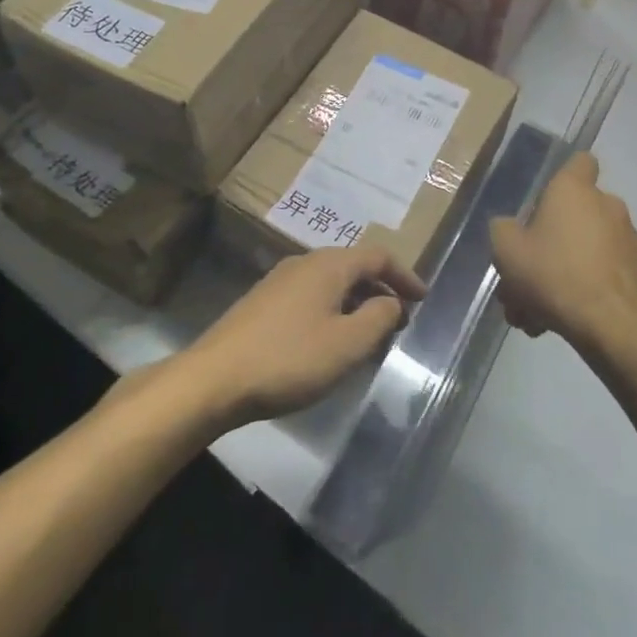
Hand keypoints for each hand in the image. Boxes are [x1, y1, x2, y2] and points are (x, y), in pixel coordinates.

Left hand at [184, 246, 426, 424]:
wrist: (213, 380)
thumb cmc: (289, 359)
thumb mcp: (348, 344)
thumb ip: (379, 317)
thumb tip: (391, 301)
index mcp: (328, 265)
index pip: (378, 256)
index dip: (405, 275)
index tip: (423, 299)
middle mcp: (303, 263)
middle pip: (353, 267)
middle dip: (381, 290)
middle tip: (399, 321)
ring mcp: (278, 283)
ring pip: (330, 284)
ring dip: (356, 303)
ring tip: (368, 336)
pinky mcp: (261, 305)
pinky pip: (310, 298)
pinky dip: (332, 312)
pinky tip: (329, 343)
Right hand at [491, 153, 636, 361]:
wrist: (609, 323)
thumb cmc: (553, 273)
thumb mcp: (507, 250)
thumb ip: (503, 230)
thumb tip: (509, 227)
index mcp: (575, 190)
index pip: (580, 161)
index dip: (562, 176)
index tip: (543, 201)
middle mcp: (607, 205)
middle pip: (573, 215)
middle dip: (547, 244)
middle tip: (524, 275)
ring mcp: (626, 239)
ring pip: (582, 251)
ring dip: (559, 273)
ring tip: (533, 312)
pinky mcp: (636, 272)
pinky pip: (598, 274)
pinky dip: (579, 290)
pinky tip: (555, 322)